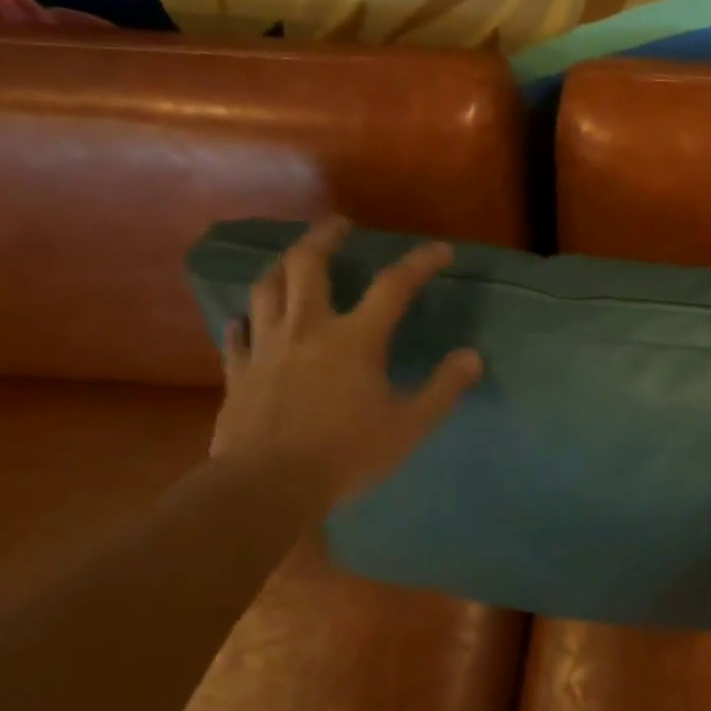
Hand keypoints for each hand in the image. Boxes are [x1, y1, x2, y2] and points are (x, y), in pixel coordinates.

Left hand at [209, 219, 481, 511]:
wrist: (266, 487)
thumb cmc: (345, 454)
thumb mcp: (409, 426)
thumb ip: (443, 389)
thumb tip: (473, 357)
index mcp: (355, 339)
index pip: (393, 286)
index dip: (420, 263)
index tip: (440, 250)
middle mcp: (308, 330)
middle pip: (308, 265)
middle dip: (324, 237)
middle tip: (338, 224)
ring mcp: (266, 348)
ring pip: (266, 289)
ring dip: (281, 266)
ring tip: (292, 259)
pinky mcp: (238, 373)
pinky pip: (237, 336)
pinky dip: (246, 322)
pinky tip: (247, 321)